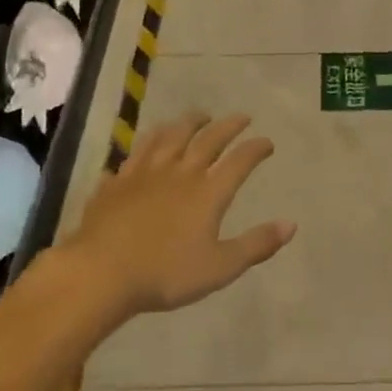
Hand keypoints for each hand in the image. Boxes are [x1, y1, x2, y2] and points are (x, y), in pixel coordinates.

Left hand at [72, 112, 293, 315]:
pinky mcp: (118, 180)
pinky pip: (137, 151)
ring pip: (171, 136)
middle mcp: (180, 172)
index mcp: (208, 192)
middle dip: (228, 126)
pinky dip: (149, 140)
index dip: (256, 149)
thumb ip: (256, 244)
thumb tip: (291, 225)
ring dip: (189, 123)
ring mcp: (145, 172)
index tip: (267, 142)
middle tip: (241, 117)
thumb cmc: (165, 274)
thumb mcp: (220, 267)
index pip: (239, 161)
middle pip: (208, 140)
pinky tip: (149, 142)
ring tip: (199, 116)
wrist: (101, 272)